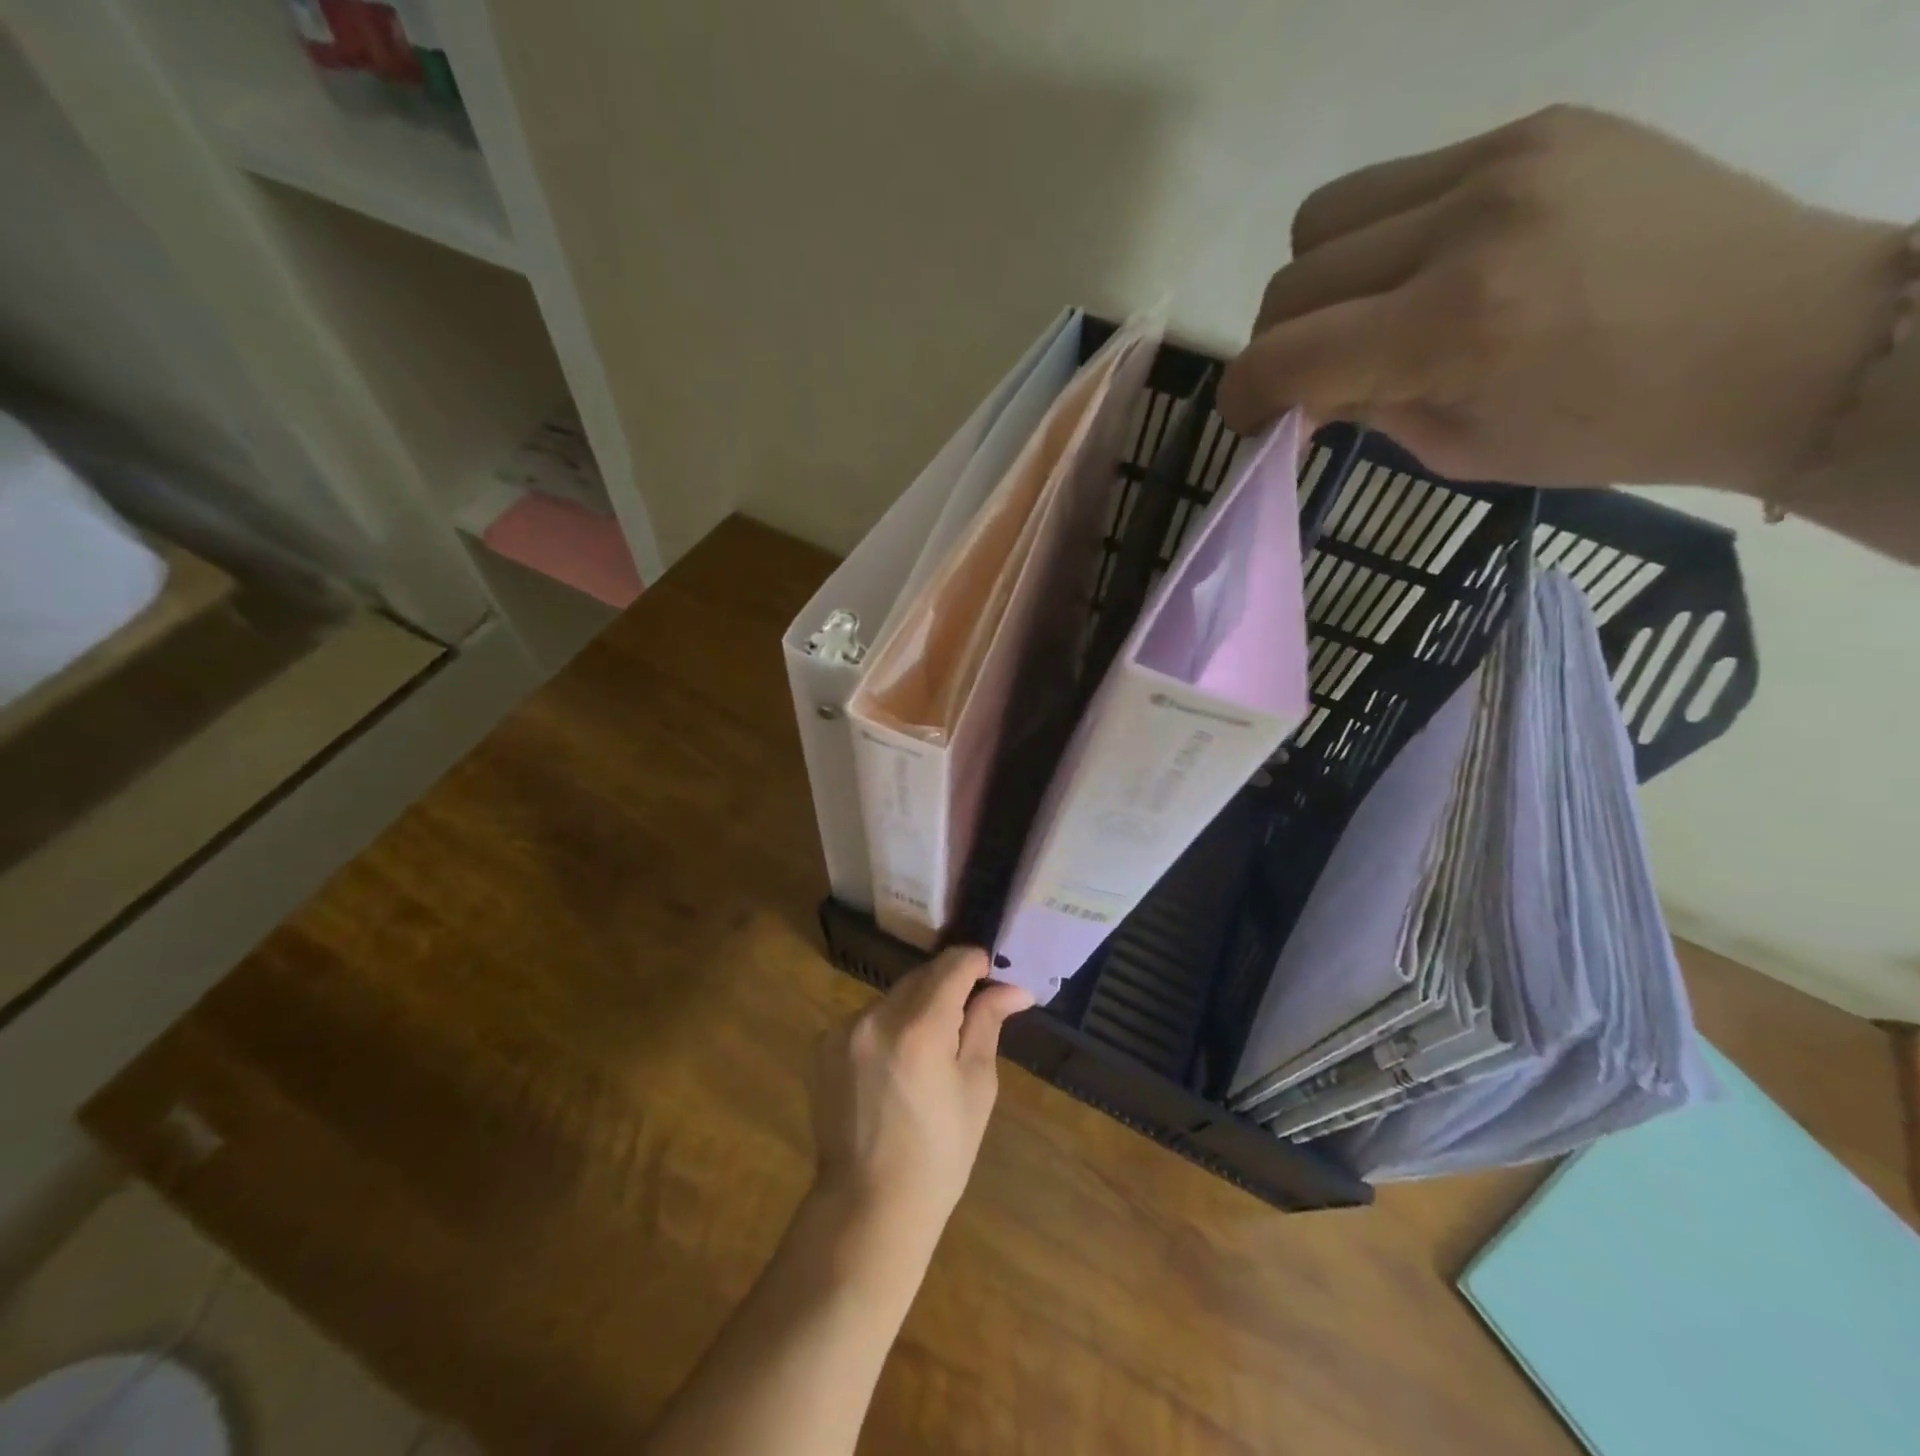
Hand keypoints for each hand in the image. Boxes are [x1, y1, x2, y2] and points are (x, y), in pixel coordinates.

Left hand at [811, 947, 1031, 1239]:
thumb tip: (1014, 989)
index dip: (974, 962)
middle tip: (969, 1011)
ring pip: (892, 997)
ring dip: (915, 1006)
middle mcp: (876, 1017)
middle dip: (947, 985)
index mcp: (920, 1029)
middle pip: (920, 977)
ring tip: (930, 1048)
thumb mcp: (976, 1089)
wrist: (868, 1205)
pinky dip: (887, 1027)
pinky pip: (867, 1019)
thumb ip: (987, 1025)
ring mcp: (844, 1030)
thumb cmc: (939, 1154)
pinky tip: (895, 1063)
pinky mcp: (823, 1045)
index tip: (990, 971)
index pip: (951, 966)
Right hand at [1218, 105, 1900, 494]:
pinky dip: (1380, 236)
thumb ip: (1363, 410)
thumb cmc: (1611, 429)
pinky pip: (1400, 179)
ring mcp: (1505, 158)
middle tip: (1308, 379)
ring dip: (1317, 279)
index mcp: (1453, 327)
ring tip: (1360, 315)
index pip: (1286, 355)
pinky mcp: (1538, 125)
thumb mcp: (1459, 448)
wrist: (1781, 339)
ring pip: (1327, 214)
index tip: (1248, 421)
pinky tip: (1423, 269)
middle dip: (1277, 343)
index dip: (1242, 396)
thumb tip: (1298, 394)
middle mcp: (1467, 223)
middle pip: (1293, 278)